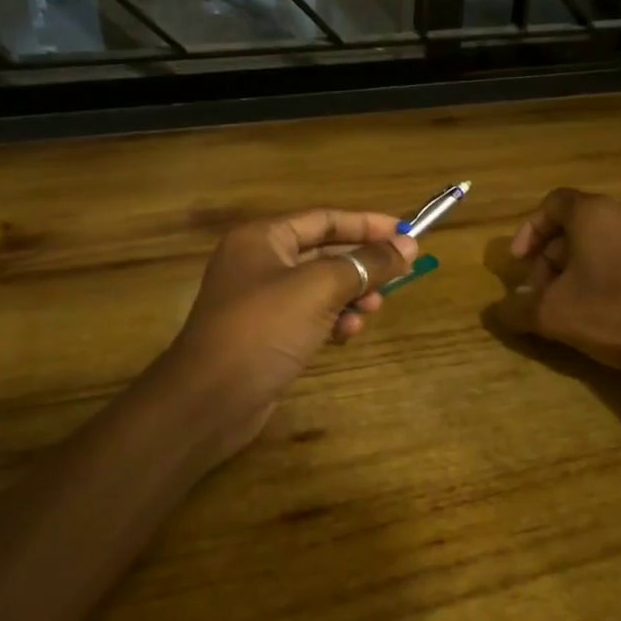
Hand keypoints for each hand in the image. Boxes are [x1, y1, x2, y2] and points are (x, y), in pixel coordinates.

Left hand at [153, 208, 417, 472]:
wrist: (210, 400)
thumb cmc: (264, 330)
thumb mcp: (320, 289)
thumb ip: (366, 263)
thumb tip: (408, 244)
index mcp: (263, 239)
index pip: (325, 219)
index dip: (368, 224)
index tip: (409, 233)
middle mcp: (260, 263)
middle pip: (325, 252)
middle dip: (362, 266)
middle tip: (398, 279)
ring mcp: (262, 301)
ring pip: (321, 287)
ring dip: (351, 295)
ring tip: (371, 310)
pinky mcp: (267, 334)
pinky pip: (310, 316)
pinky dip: (333, 320)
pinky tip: (346, 335)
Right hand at [493, 188, 620, 378]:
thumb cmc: (615, 314)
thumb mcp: (553, 316)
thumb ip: (515, 310)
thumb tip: (493, 313)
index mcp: (594, 213)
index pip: (551, 204)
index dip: (528, 232)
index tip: (519, 264)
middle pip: (576, 225)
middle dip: (551, 258)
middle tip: (543, 294)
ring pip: (603, 241)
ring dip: (578, 267)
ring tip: (573, 304)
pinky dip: (608, 271)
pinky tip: (608, 307)